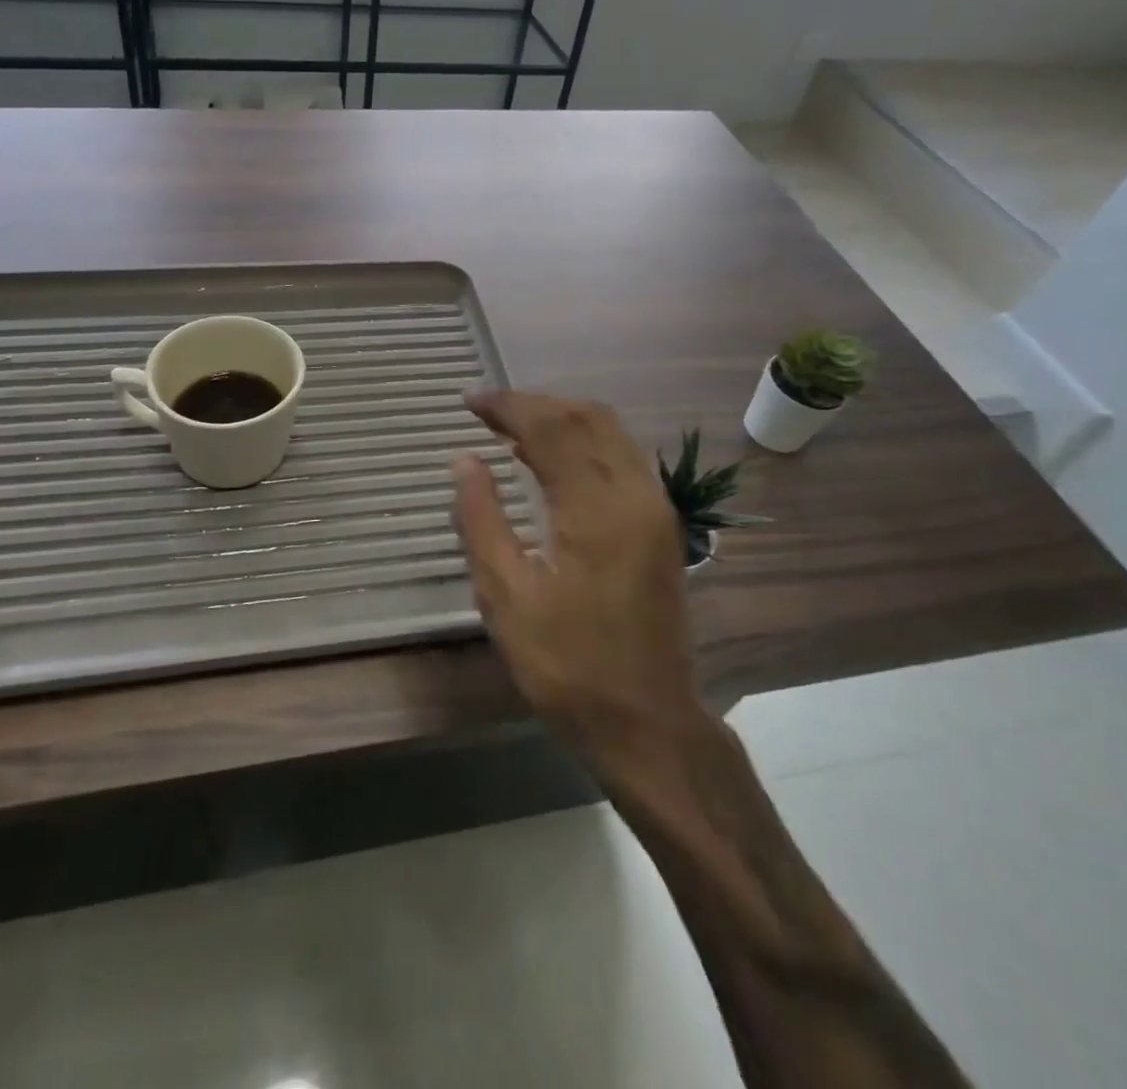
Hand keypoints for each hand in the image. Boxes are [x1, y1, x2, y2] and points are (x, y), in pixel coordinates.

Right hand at [451, 391, 704, 757]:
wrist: (649, 724)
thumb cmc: (568, 667)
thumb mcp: (507, 598)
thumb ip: (481, 519)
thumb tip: (463, 460)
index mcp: (598, 509)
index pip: (552, 428)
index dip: (508, 406)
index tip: (469, 401)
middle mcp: (637, 494)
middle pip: (588, 417)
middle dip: (536, 404)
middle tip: (487, 411)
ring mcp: (657, 509)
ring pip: (611, 433)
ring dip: (562, 419)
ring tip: (511, 430)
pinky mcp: (662, 526)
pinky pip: (622, 458)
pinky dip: (584, 444)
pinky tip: (552, 463)